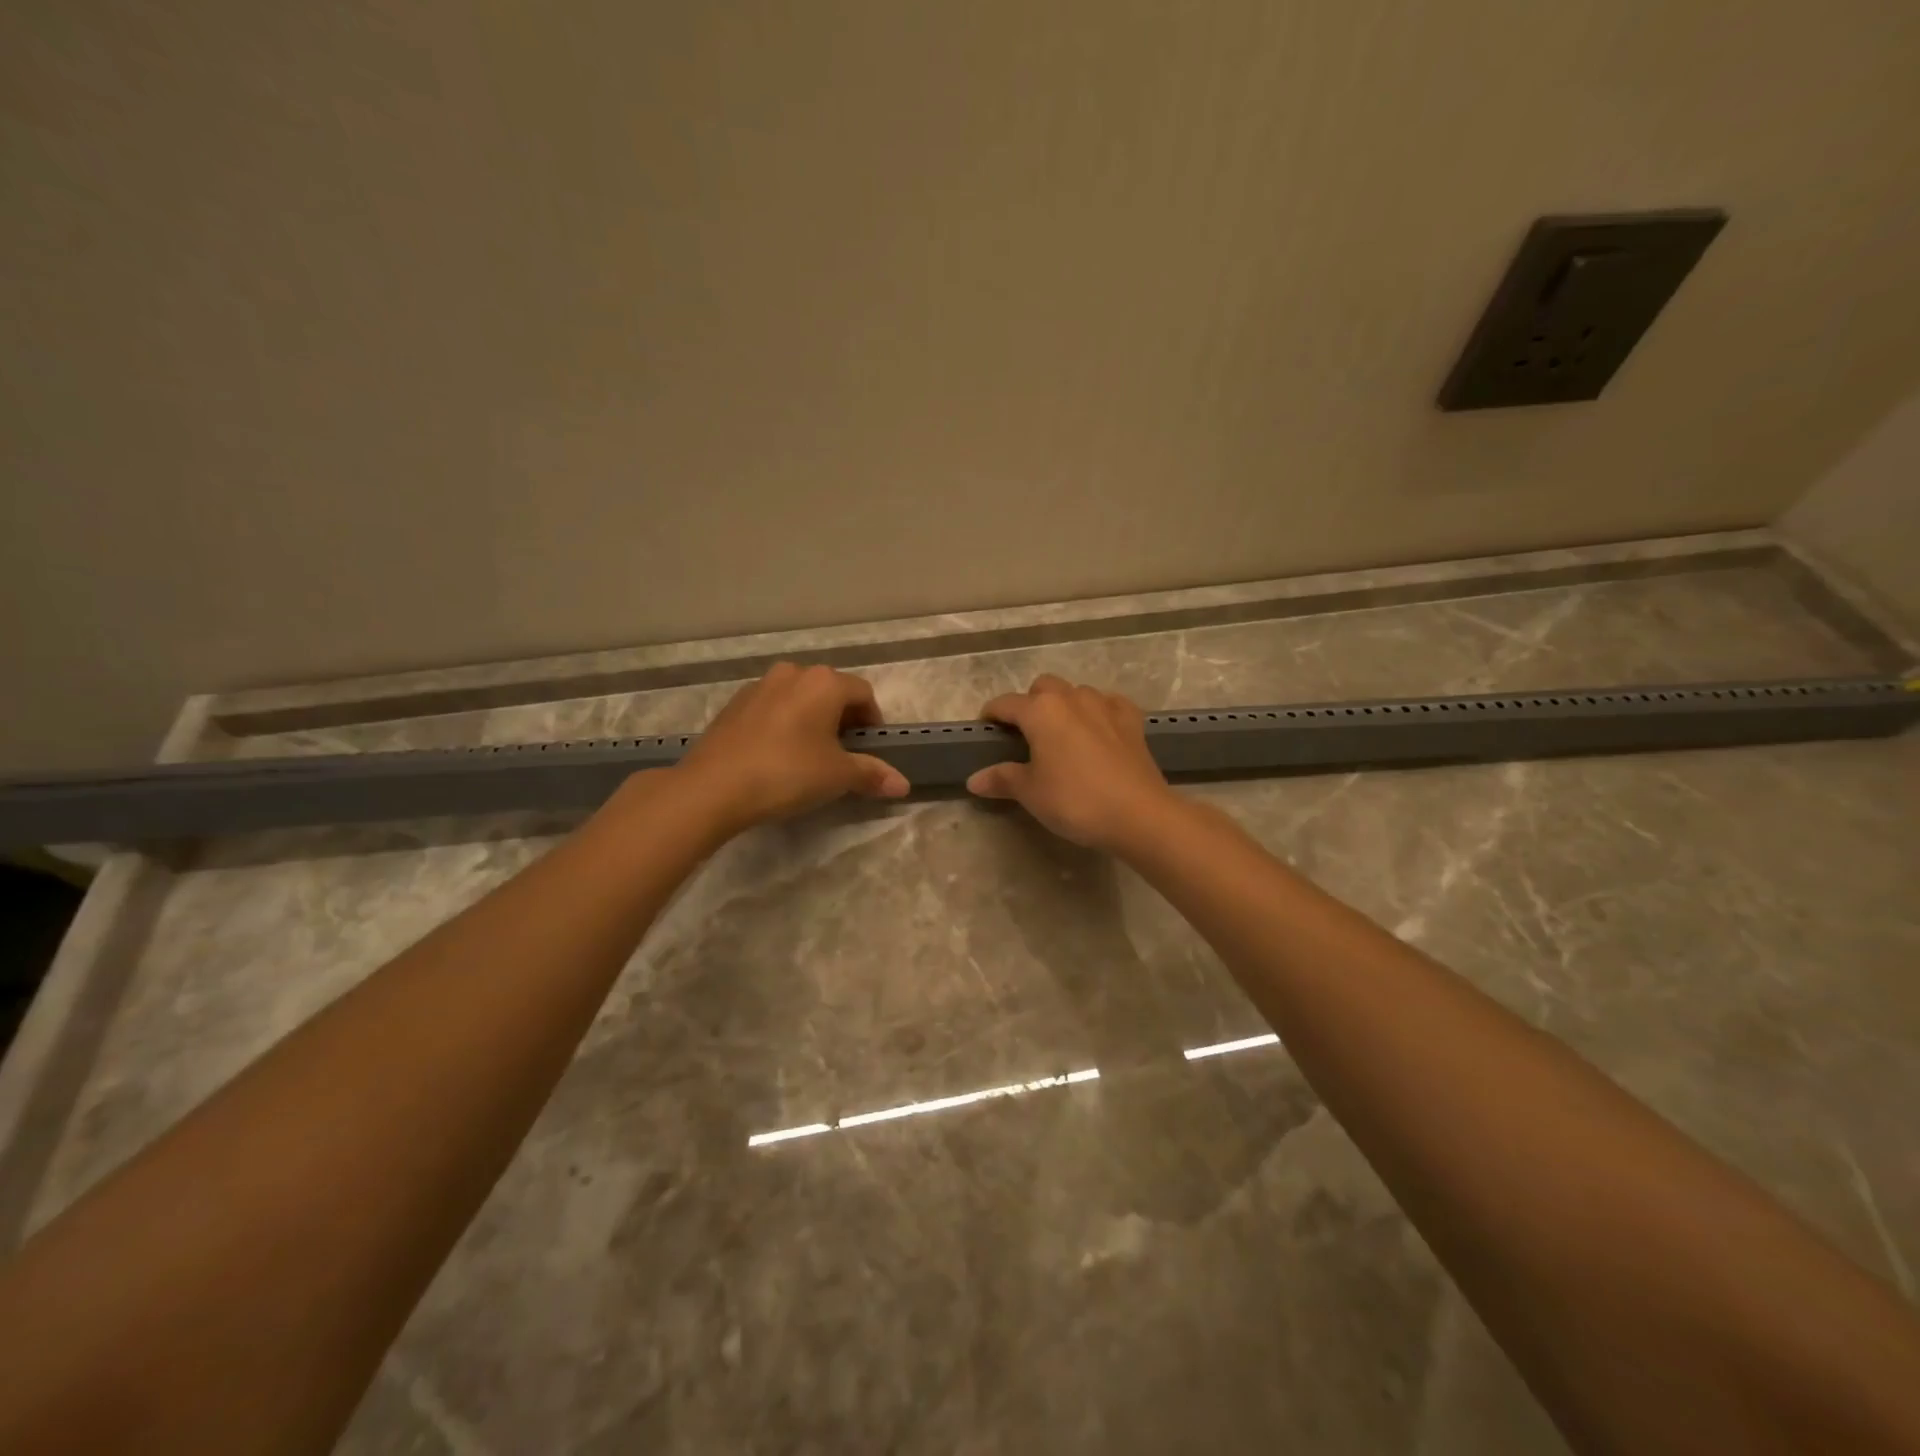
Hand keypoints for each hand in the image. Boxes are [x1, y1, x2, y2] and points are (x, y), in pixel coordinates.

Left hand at [673, 664, 909, 834]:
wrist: (713, 786)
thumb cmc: (787, 773)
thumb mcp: (837, 776)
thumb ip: (872, 774)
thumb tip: (904, 785)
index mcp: (824, 682)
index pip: (863, 694)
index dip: (872, 722)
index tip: (869, 750)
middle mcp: (793, 673)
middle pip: (830, 691)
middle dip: (842, 719)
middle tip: (842, 755)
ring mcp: (759, 686)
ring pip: (799, 698)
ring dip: (811, 720)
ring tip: (808, 755)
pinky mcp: (734, 705)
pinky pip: (772, 709)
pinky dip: (783, 725)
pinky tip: (776, 756)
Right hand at [968, 675, 1175, 852]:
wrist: (1138, 814)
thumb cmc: (1075, 801)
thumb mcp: (1031, 793)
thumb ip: (1002, 779)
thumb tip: (974, 780)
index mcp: (1040, 711)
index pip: (1005, 703)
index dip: (991, 716)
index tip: (985, 732)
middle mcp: (1071, 697)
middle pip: (1042, 687)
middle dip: (1030, 704)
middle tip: (1026, 736)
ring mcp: (1105, 705)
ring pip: (1076, 692)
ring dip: (1064, 706)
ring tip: (1062, 736)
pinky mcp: (1131, 720)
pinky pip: (1107, 704)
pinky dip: (1097, 712)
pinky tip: (1097, 732)